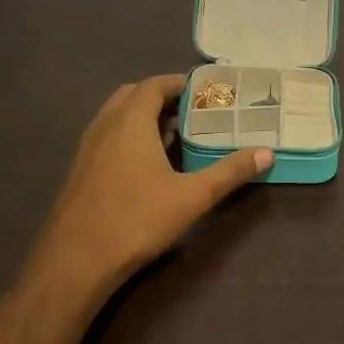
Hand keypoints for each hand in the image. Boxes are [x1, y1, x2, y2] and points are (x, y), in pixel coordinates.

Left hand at [20, 75, 271, 299]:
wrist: (76, 260)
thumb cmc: (137, 219)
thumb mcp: (193, 197)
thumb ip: (229, 172)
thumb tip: (266, 153)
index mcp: (130, 123)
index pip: (153, 85)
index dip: (179, 83)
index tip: (205, 91)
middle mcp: (105, 126)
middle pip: (132, 96)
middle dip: (161, 97)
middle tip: (192, 110)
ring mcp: (87, 149)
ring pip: (116, 117)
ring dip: (144, 117)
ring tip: (175, 133)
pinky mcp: (80, 171)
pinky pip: (107, 137)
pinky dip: (129, 136)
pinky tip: (149, 164)